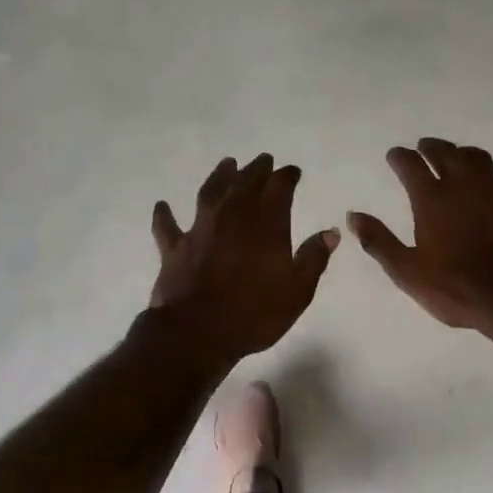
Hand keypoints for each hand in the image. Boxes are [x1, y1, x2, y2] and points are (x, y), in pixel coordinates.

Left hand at [148, 153, 339, 367]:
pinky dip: (165, 215)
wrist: (197, 332)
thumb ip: (313, 258)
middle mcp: (232, 217)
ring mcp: (200, 229)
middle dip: (257, 170)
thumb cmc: (254, 313)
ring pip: (210, 193)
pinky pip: (167, 226)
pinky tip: (162, 205)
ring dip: (219, 176)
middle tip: (264, 160)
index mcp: (266, 224)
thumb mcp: (297, 291)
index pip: (279, 188)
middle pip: (245, 182)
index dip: (287, 177)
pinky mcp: (174, 248)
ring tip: (227, 164)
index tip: (293, 172)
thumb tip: (330, 232)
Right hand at [347, 138, 492, 334]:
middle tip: (425, 147)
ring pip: (481, 160)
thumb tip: (354, 216)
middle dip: (432, 147)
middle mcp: (463, 187)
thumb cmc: (454, 289)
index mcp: (432, 200)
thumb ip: (379, 241)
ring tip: (460, 156)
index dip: (400, 157)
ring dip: (467, 154)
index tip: (394, 155)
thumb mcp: (407, 272)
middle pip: (446, 154)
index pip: (411, 165)